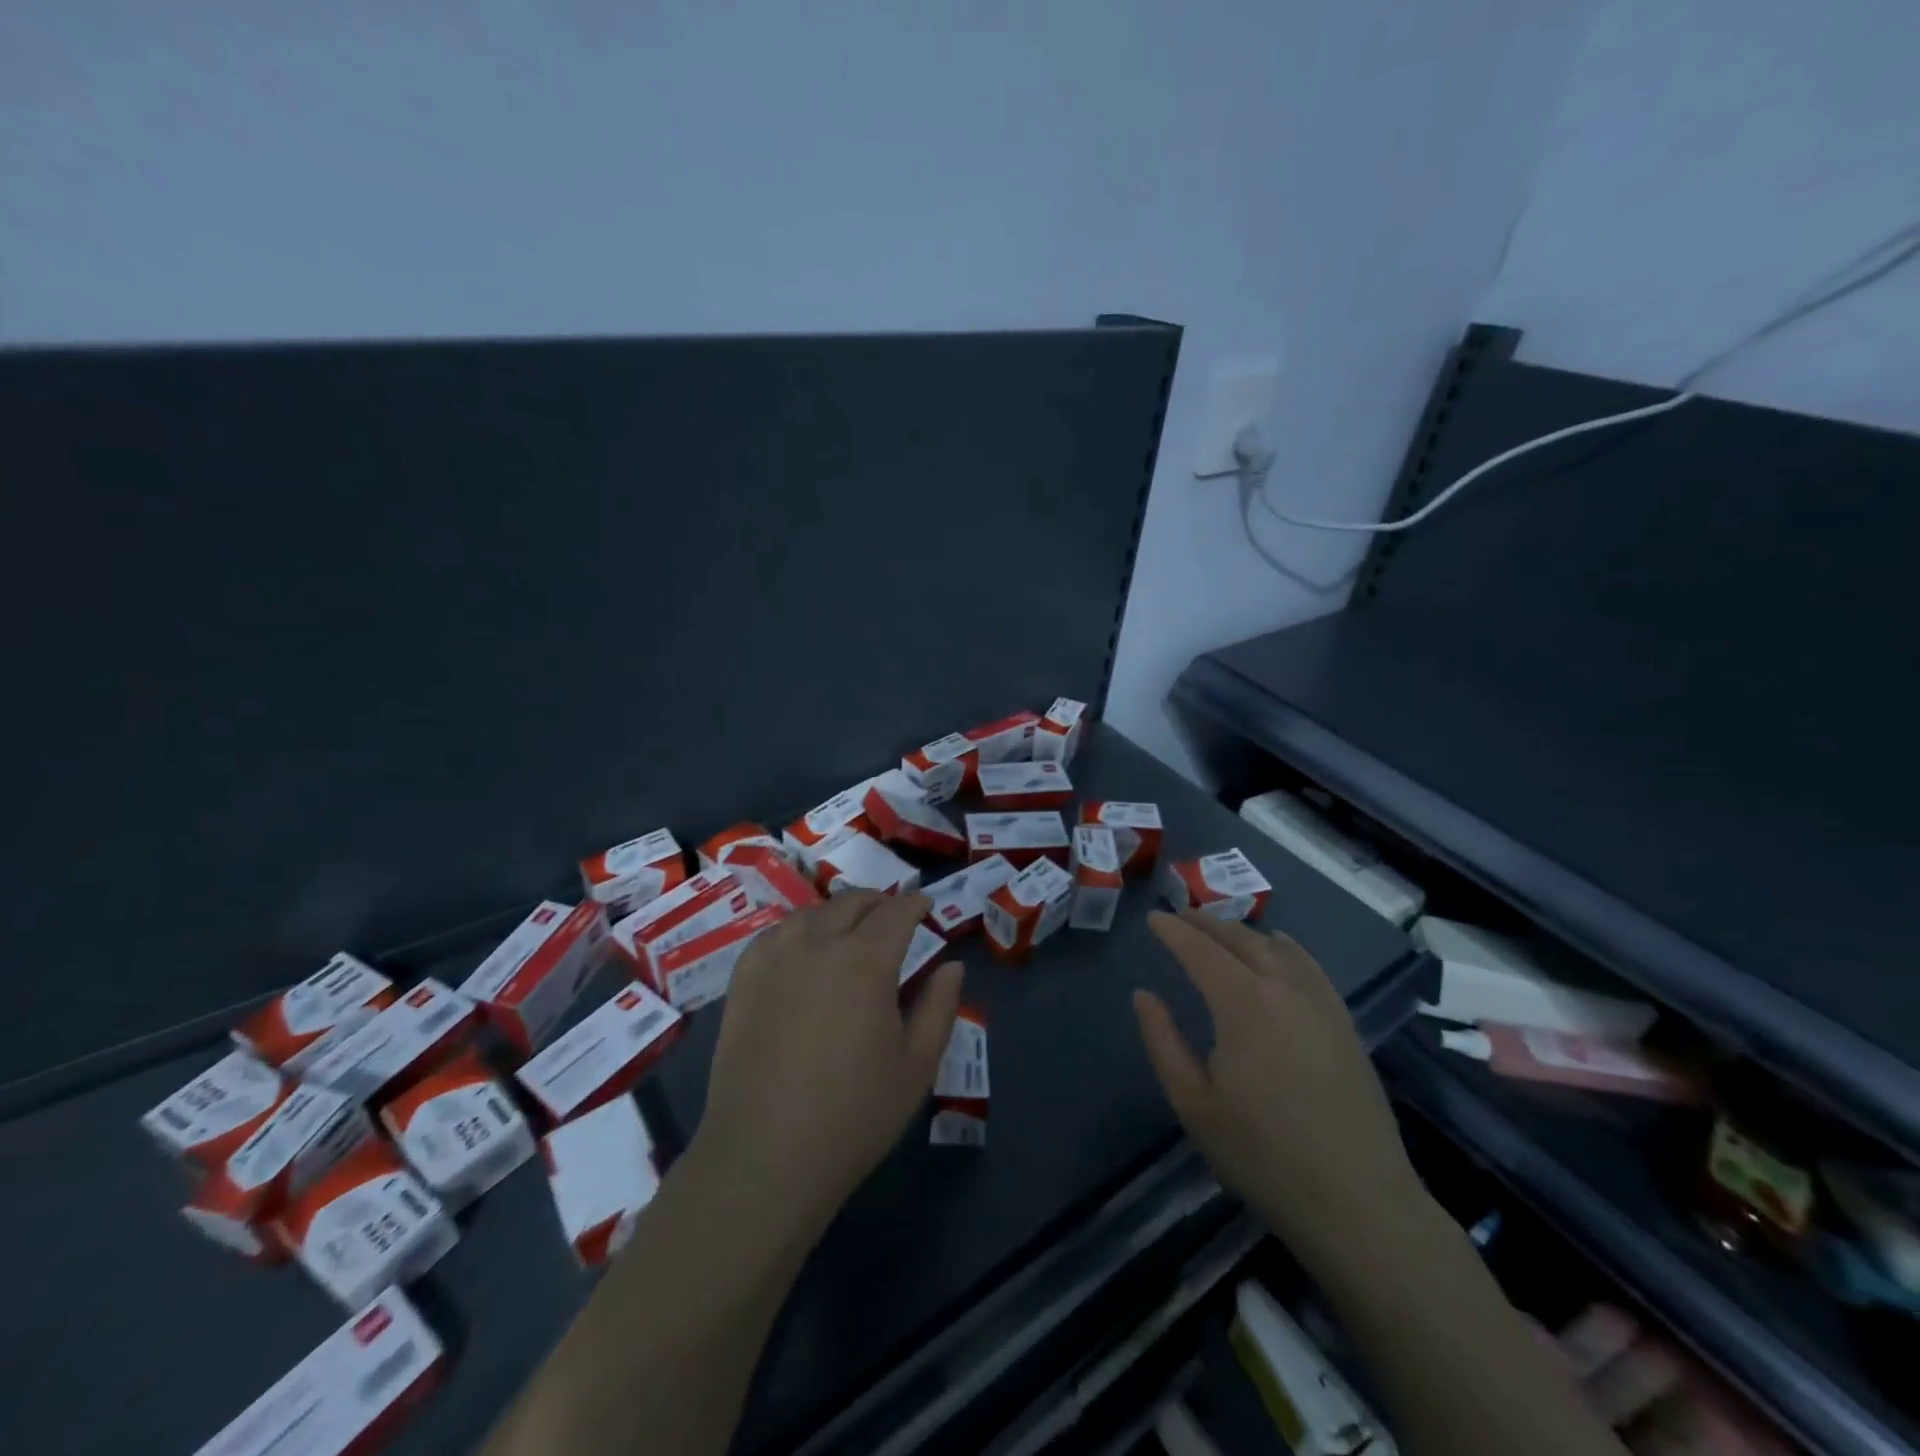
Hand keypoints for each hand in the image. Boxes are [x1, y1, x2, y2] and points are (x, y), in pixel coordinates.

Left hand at [687, 891, 962, 1242]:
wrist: (765, 1156)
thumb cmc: (854, 1115)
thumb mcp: (917, 1066)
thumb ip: (939, 1007)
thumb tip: (952, 966)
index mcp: (866, 961)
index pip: (896, 912)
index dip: (915, 903)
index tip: (925, 905)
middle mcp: (818, 944)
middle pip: (851, 903)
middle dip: (878, 902)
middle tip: (892, 916)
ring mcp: (775, 958)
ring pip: (812, 913)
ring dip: (838, 913)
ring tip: (849, 930)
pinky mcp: (744, 980)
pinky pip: (775, 934)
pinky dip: (798, 929)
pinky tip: (802, 948)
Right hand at [1133, 910, 1421, 1270]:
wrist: (1357, 1202)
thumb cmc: (1262, 1154)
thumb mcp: (1193, 1103)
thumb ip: (1162, 1041)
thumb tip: (1144, 995)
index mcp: (1242, 1003)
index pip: (1199, 950)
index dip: (1172, 930)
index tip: (1152, 919)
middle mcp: (1283, 988)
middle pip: (1239, 939)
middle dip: (1205, 923)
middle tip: (1180, 917)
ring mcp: (1320, 1003)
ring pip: (1277, 947)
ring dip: (1242, 932)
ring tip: (1220, 931)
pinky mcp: (1344, 1023)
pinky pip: (1310, 966)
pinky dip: (1285, 948)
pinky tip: (1279, 951)